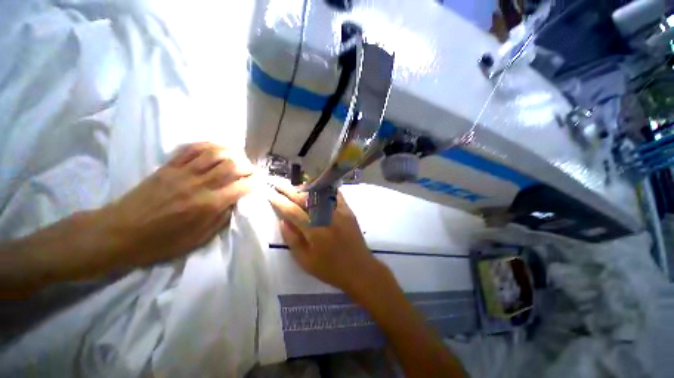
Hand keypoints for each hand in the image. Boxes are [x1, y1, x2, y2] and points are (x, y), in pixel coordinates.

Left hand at [98, 142, 254, 267]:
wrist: (120, 233)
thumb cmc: (162, 242)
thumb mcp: (199, 239)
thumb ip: (222, 218)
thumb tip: (236, 202)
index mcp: (208, 205)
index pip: (242, 186)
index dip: (255, 182)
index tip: (260, 183)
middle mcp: (199, 185)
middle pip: (232, 165)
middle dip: (248, 166)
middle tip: (252, 171)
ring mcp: (183, 172)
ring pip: (215, 153)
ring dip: (233, 153)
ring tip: (240, 158)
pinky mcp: (169, 166)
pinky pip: (192, 149)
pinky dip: (209, 145)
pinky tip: (218, 149)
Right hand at [267, 184, 384, 295]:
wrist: (359, 268)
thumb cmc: (330, 269)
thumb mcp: (305, 261)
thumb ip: (292, 239)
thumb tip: (283, 220)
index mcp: (315, 231)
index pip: (292, 211)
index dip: (279, 201)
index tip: (269, 193)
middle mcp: (327, 217)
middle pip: (304, 198)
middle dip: (288, 189)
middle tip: (277, 183)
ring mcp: (339, 211)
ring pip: (319, 193)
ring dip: (304, 188)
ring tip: (294, 187)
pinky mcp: (348, 209)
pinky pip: (334, 194)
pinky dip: (324, 189)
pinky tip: (316, 188)